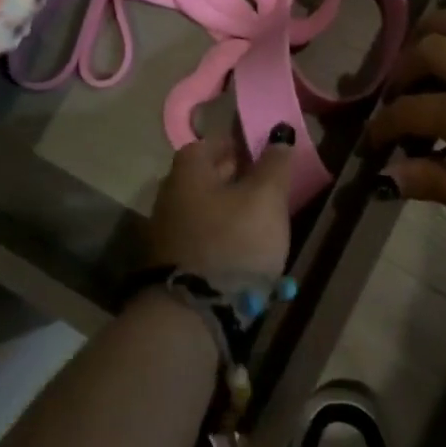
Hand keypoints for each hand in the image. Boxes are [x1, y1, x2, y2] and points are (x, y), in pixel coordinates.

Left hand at [144, 127, 295, 279]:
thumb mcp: (266, 198)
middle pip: (206, 176)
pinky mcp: (171, 262)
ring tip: (261, 220)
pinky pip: (202, 237)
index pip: (211, 143)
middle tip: (268, 186)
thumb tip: (279, 133)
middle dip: (236, 177)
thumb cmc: (234, 241)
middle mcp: (169, 194)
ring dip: (229, 210)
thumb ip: (274, 163)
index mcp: (187, 170)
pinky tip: (243, 249)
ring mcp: (166, 231)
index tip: (264, 155)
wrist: (193, 313)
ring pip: (204, 208)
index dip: (238, 145)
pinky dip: (221, 237)